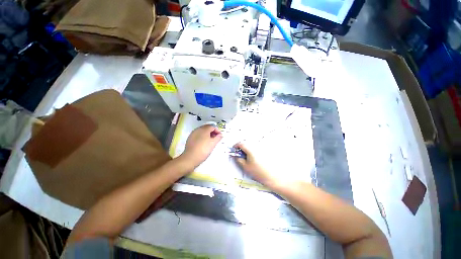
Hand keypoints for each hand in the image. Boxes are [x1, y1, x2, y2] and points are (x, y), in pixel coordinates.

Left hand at [181, 124, 222, 166]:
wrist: (191, 157)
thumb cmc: (204, 149)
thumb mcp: (213, 143)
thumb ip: (218, 137)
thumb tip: (220, 134)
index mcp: (204, 129)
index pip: (212, 126)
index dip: (217, 130)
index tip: (220, 136)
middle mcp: (198, 129)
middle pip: (207, 127)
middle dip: (212, 131)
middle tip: (216, 138)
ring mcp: (193, 133)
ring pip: (202, 131)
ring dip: (207, 134)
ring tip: (210, 140)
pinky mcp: (190, 138)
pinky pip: (198, 134)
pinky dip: (202, 136)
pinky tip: (204, 142)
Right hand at [232, 143, 277, 188]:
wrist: (274, 177)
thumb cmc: (259, 172)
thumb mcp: (246, 167)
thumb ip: (239, 160)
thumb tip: (236, 156)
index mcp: (251, 149)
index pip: (241, 143)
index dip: (236, 146)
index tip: (234, 150)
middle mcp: (256, 146)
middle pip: (246, 143)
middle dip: (241, 148)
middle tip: (239, 155)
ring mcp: (261, 148)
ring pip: (251, 146)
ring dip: (247, 149)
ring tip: (246, 158)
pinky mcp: (265, 151)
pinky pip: (256, 148)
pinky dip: (252, 151)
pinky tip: (254, 158)